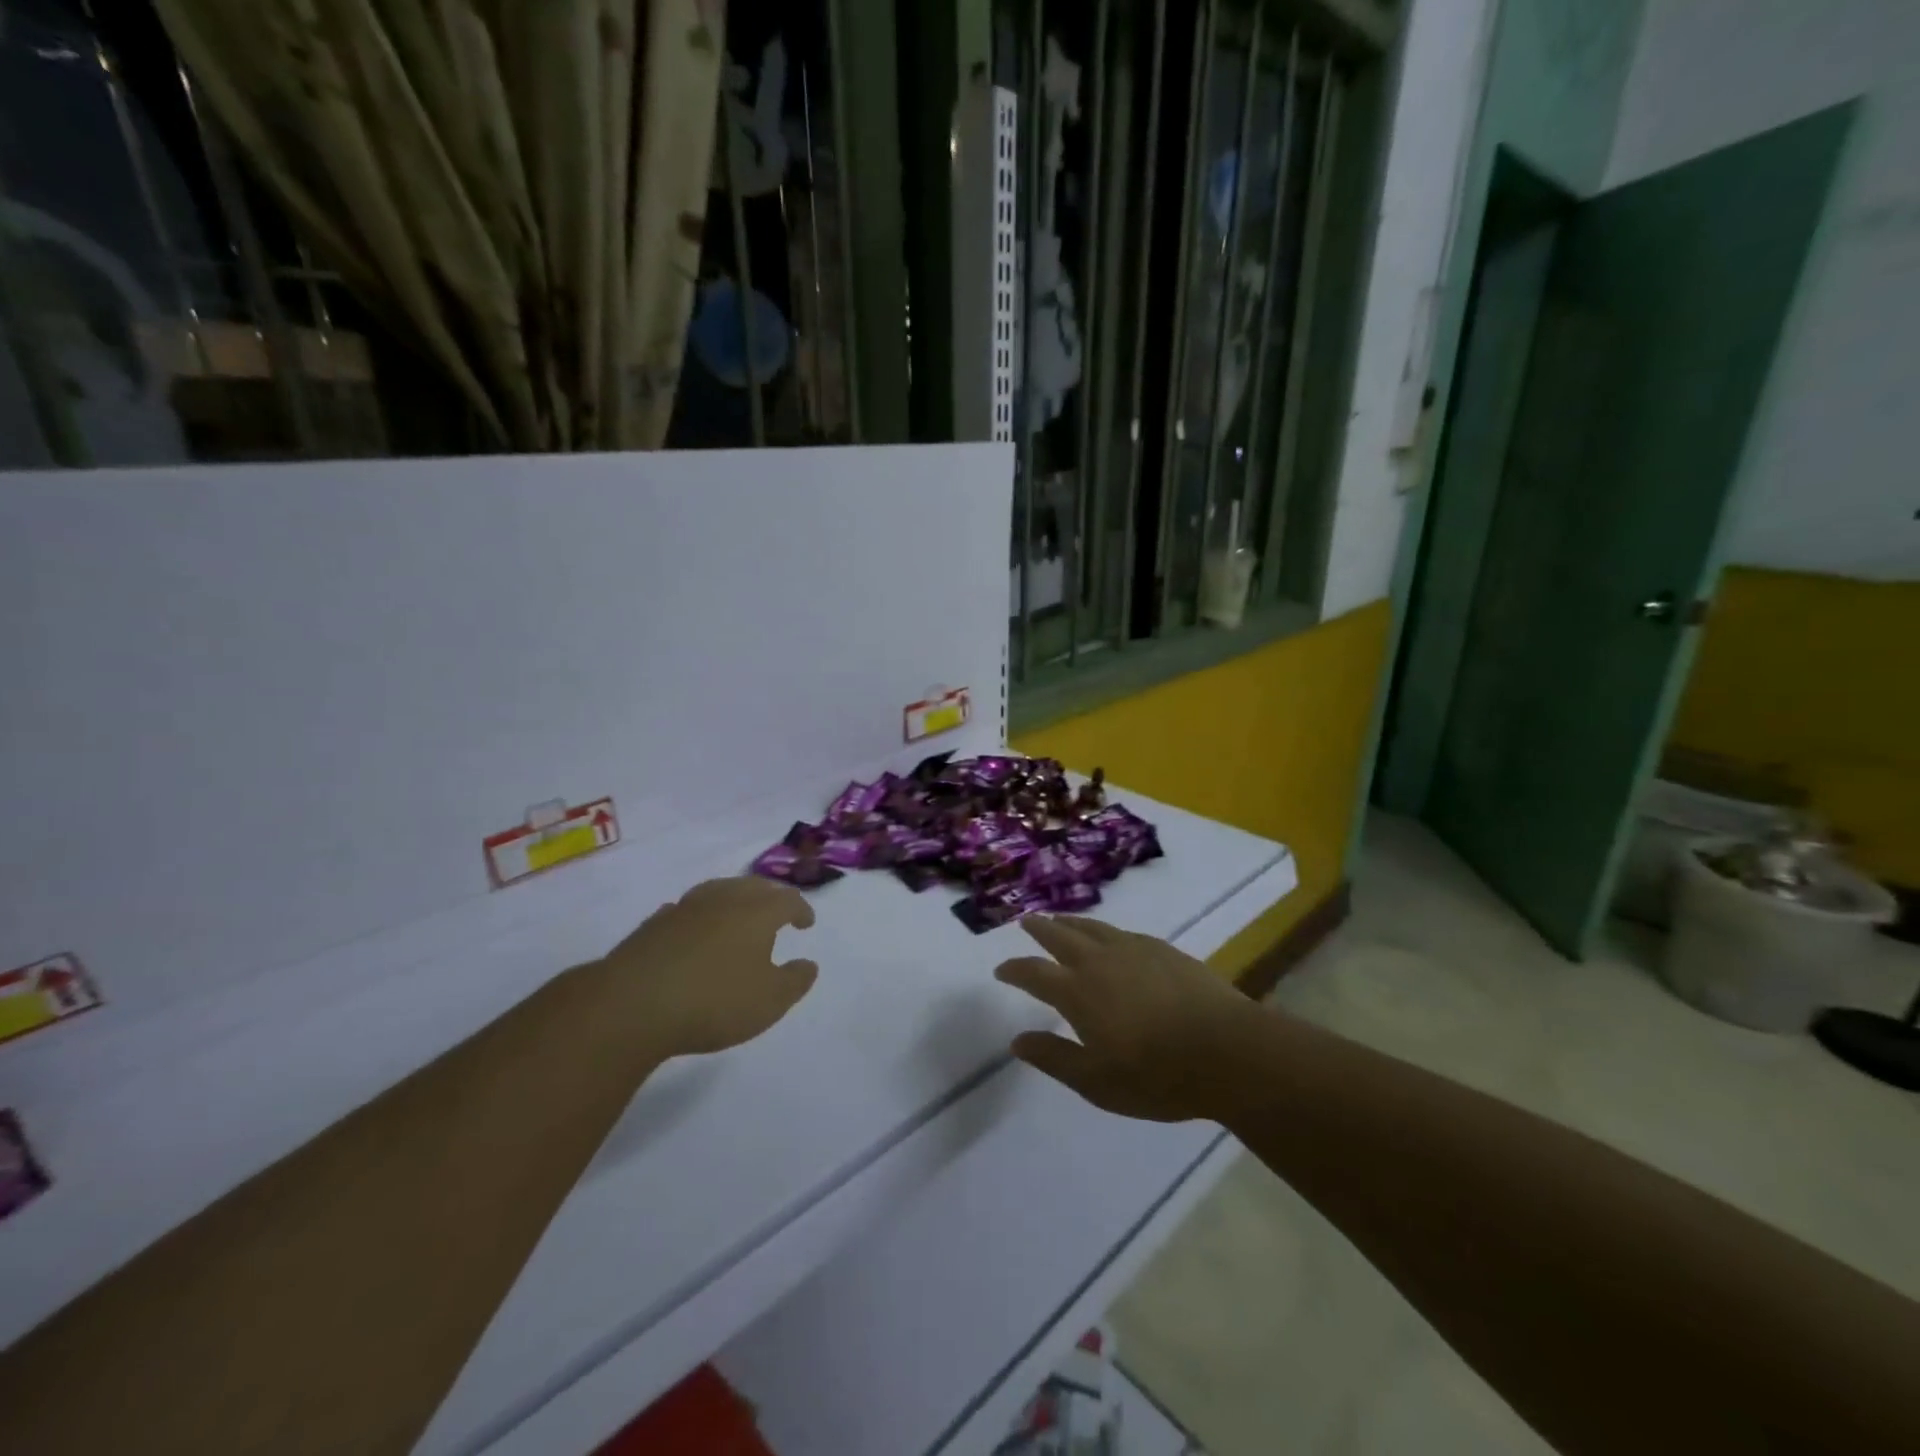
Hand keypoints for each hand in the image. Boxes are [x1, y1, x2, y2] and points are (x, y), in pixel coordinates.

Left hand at [599, 877, 817, 1056]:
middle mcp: (723, 900)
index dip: (801, 909)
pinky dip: (699, 916)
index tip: (806, 924)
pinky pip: (686, 910)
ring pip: (717, 891)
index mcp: (757, 913)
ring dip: (733, 900)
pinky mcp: (653, 925)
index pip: (787, 900)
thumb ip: (794, 981)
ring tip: (737, 916)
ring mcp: (685, 908)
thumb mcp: (769, 1001)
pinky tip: (695, 931)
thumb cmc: (714, 1001)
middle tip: (777, 912)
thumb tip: (808, 964)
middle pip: (752, 886)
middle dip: (769, 897)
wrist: (632, 1004)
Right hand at [995, 915, 1252, 1121]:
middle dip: (1039, 929)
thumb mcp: (1096, 1082)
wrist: (1227, 1051)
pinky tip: (1111, 937)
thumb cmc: (1157, 1075)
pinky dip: (1105, 930)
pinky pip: (1122, 932)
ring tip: (1060, 919)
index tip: (1001, 969)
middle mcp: (1100, 961)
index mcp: (1078, 992)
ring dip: (1070, 922)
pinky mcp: (1163, 950)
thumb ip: (1054, 1058)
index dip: (1014, 969)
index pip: (1034, 973)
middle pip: (1060, 936)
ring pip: (1092, 927)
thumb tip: (1017, 1040)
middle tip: (1026, 922)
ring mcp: (1134, 950)